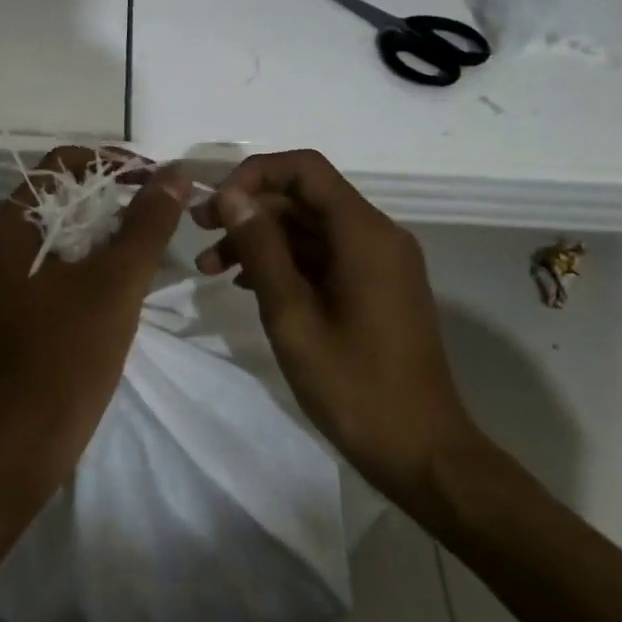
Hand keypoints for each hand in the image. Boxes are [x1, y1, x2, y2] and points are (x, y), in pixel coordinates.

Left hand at [0, 147, 191, 489]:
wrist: (25, 441)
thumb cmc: (68, 353)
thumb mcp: (116, 281)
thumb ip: (148, 222)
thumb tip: (175, 171)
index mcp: (11, 226)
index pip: (61, 164)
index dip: (110, 161)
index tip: (154, 178)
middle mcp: (4, 242)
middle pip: (63, 194)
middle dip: (114, 193)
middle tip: (162, 206)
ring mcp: (12, 276)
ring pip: (66, 230)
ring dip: (109, 225)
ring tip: (154, 235)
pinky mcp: (25, 305)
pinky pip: (63, 261)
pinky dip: (97, 256)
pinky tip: (131, 272)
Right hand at [193, 149, 480, 505]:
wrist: (422, 453)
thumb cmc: (354, 385)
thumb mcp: (292, 315)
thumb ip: (261, 248)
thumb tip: (231, 195)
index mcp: (364, 233)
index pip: (304, 169)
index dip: (254, 175)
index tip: (216, 206)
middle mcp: (376, 235)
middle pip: (303, 197)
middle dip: (249, 208)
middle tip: (199, 232)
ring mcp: (377, 262)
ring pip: (308, 227)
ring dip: (259, 238)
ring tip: (210, 268)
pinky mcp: (373, 287)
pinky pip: (322, 255)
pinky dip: (282, 261)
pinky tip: (246, 285)